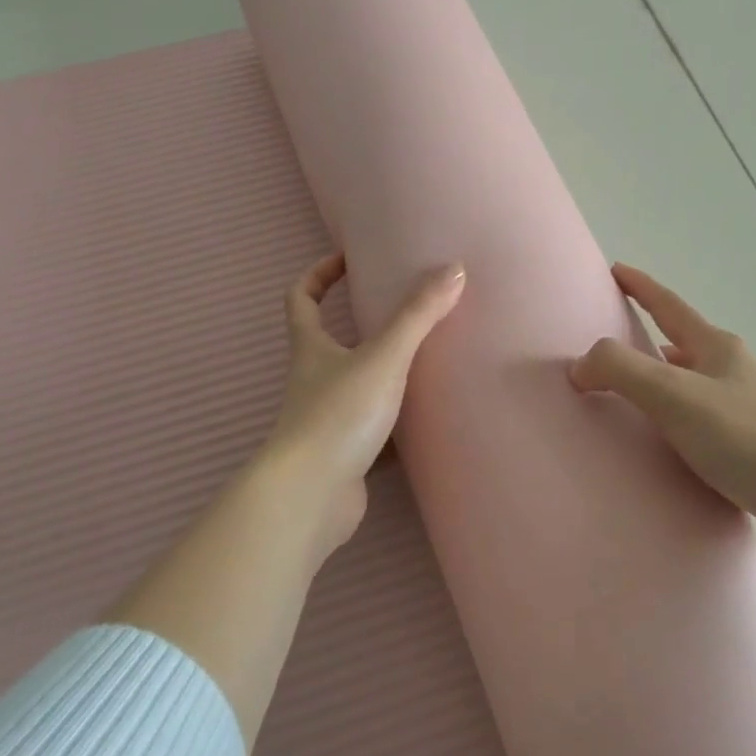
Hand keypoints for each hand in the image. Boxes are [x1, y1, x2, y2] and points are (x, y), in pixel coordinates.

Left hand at [260, 253, 465, 559]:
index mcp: (311, 349)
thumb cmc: (338, 416)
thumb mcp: (382, 359)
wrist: (311, 497)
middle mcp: (312, 380)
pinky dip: (395, 423)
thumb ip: (417, 316)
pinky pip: (372, 430)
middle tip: (399, 309)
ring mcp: (327, 420)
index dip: (319, 274)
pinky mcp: (344, 454)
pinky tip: (425, 422)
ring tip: (423, 360)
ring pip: (354, 386)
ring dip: (381, 373)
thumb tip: (453, 269)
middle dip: (357, 323)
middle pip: (326, 341)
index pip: (302, 298)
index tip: (347, 259)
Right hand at [570, 263, 755, 552]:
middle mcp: (732, 369)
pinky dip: (675, 414)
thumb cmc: (739, 435)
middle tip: (614, 342)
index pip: (669, 306)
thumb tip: (581, 365)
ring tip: (631, 394)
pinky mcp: (749, 441)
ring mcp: (745, 405)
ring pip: (692, 380)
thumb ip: (620, 370)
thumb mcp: (671, 394)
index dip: (640, 286)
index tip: (616, 269)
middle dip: (649, 336)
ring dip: (662, 378)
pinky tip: (665, 438)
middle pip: (682, 341)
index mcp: (716, 347)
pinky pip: (700, 415)